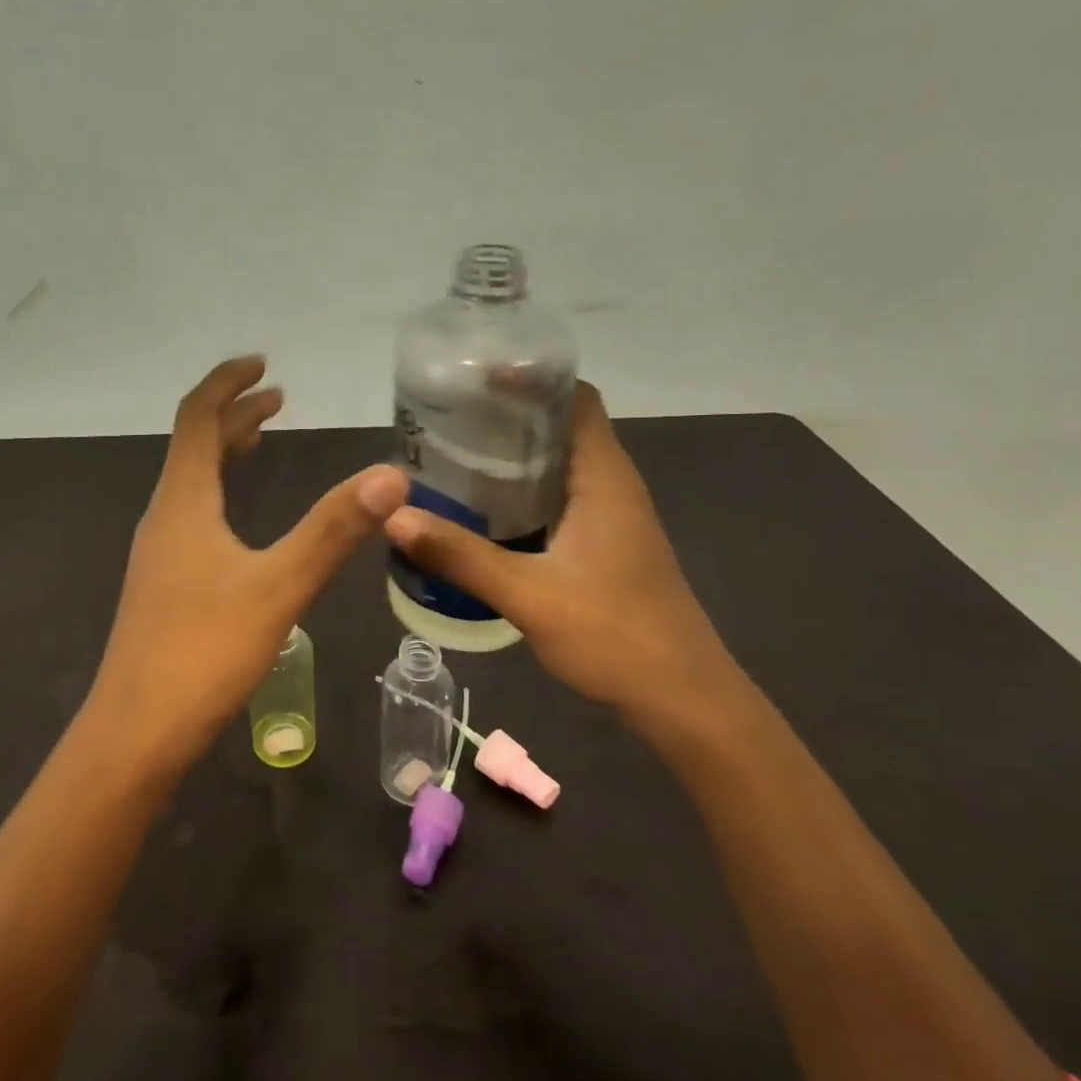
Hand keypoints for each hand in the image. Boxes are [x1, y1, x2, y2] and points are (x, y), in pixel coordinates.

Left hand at [89, 356, 408, 768]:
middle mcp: (165, 515)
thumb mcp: (278, 587)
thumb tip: (392, 475)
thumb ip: (332, 530)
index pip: (196, 418)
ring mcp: (160, 552)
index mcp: (183, 501)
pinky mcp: (164, 583)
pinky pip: (193, 513)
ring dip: (226, 451)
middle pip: (194, 444)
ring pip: (192, 481)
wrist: (135, 734)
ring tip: (263, 438)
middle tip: (277, 397)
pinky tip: (240, 518)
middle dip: (234, 413)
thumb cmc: (203, 652)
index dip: (226, 382)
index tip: (262, 363)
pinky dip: (221, 490)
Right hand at [384, 381, 735, 723]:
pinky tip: (482, 510)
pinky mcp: (604, 546)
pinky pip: (559, 498)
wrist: (685, 702)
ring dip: (513, 455)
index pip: (574, 398)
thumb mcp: (529, 595)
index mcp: (604, 478)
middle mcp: (612, 486)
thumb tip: (395, 518)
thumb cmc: (616, 636)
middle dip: (508, 415)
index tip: (475, 379)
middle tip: (447, 417)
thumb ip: (461, 556)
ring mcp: (611, 517)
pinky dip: (522, 491)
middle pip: (561, 426)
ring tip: (454, 454)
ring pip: (559, 464)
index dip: (530, 379)